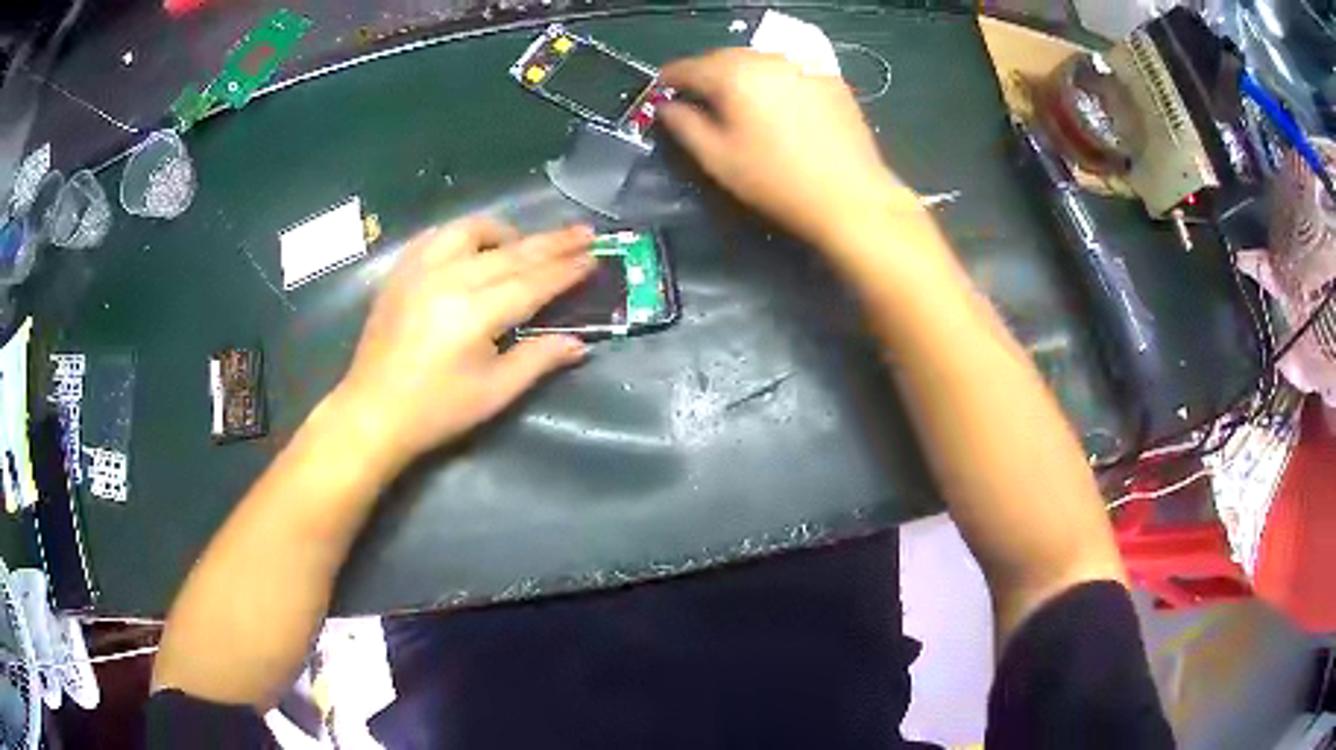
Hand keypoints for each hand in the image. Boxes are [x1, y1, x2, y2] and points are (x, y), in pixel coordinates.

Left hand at [333, 217, 594, 463]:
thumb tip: (579, 343)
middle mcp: (449, 279)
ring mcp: (420, 270)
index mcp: (475, 312)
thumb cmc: (436, 410)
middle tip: (584, 233)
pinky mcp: (401, 272)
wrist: (373, 412)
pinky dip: (462, 235)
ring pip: (471, 230)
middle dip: (552, 243)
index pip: (533, 282)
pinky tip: (473, 246)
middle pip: (511, 252)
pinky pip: (436, 236)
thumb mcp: (494, 393)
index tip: (594, 257)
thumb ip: (538, 360)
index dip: (566, 270)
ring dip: (505, 232)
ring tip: (525, 241)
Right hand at [660, 49, 917, 245]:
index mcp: (733, 74)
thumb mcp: (717, 159)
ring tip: (736, 101)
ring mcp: (802, 63)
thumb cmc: (776, 180)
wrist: (851, 194)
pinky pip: (786, 69)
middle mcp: (767, 57)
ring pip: (756, 60)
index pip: (686, 66)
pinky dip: (771, 79)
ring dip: (738, 74)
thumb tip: (666, 106)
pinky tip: (776, 104)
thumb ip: (683, 125)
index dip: (668, 80)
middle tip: (697, 99)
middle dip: (705, 74)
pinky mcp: (828, 76)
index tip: (660, 94)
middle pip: (722, 57)